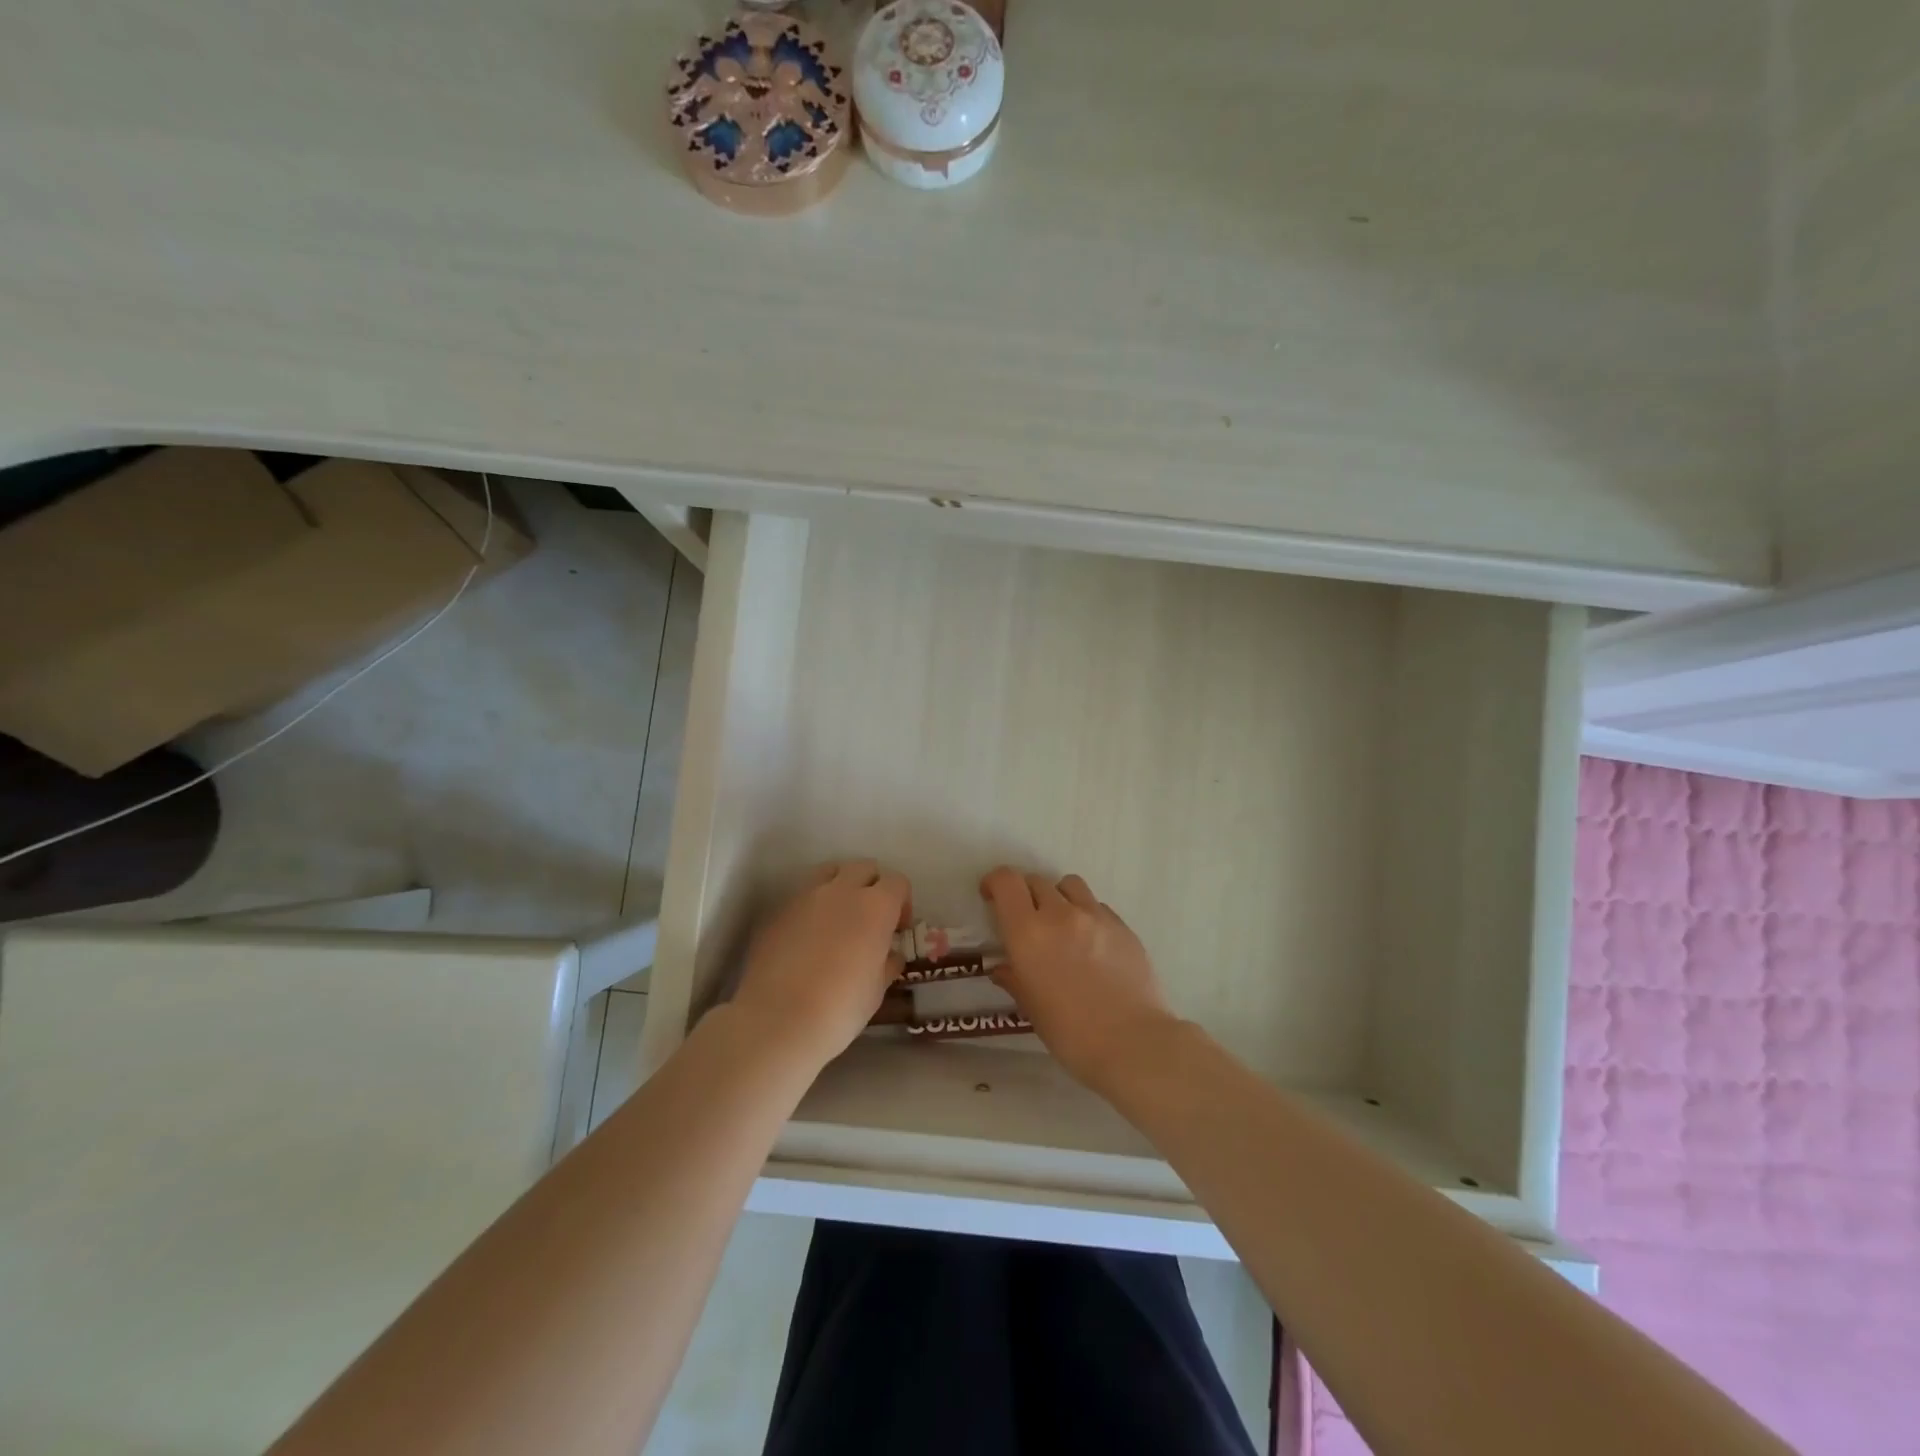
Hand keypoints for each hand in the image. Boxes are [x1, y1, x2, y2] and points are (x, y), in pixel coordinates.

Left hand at [732, 859, 910, 1071]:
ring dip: (840, 886)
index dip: (902, 902)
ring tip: (838, 918)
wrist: (777, 1021)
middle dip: (872, 886)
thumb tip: (890, 954)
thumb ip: (887, 963)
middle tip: (870, 919)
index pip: (897, 882)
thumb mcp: (876, 990)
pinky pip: (801, 896)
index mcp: (875, 906)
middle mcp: (841, 891)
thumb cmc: (840, 1008)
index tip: (898, 929)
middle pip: (864, 868)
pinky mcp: (777, 911)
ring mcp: (804, 896)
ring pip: (829, 872)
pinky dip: (811, 907)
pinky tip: (807, 938)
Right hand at [979, 866, 1177, 1090]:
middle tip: (1026, 920)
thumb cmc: (1071, 1033)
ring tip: (1061, 925)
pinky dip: (1086, 915)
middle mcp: (1060, 914)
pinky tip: (1092, 945)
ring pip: (1069, 885)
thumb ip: (1014, 979)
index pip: (1006, 881)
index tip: (991, 897)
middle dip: (1024, 894)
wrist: (1133, 1042)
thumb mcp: (1031, 1008)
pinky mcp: (1123, 926)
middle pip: (1036, 881)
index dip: (994, 882)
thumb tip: (1003, 968)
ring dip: (1058, 897)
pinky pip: (1097, 906)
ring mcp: (1095, 916)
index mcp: (1028, 932)